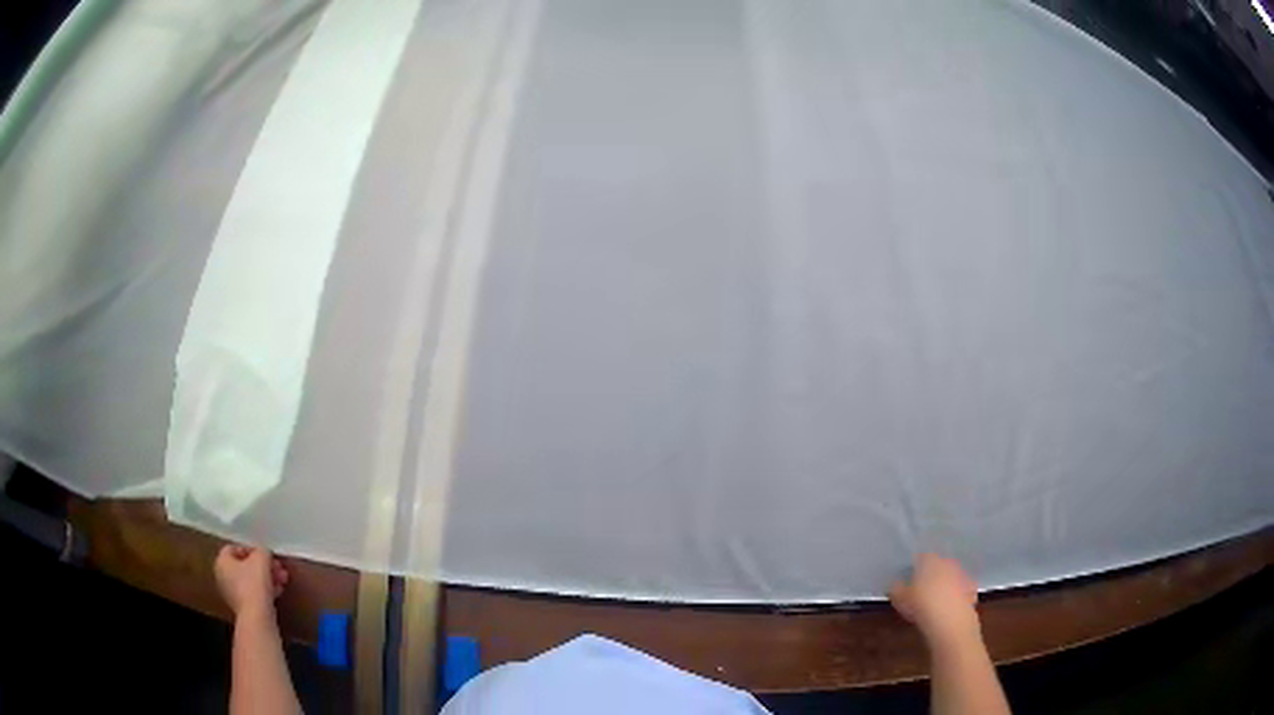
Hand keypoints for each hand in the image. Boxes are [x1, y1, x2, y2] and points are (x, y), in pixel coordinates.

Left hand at [215, 544, 288, 618]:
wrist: (257, 616)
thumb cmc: (254, 583)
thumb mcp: (261, 558)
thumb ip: (262, 551)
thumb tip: (264, 553)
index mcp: (221, 562)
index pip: (233, 549)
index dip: (250, 549)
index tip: (264, 554)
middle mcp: (222, 577)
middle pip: (244, 566)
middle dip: (263, 566)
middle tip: (278, 567)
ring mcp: (232, 595)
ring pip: (251, 581)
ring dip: (267, 578)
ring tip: (282, 579)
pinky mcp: (243, 608)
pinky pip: (253, 594)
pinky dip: (265, 591)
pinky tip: (278, 591)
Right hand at [889, 553, 980, 646]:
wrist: (951, 620)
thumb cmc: (922, 605)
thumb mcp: (900, 598)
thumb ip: (895, 588)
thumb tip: (894, 583)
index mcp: (930, 560)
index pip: (921, 557)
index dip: (914, 567)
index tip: (908, 578)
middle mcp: (947, 562)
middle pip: (938, 564)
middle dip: (931, 574)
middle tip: (922, 588)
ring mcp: (962, 574)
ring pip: (951, 575)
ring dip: (945, 583)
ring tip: (936, 598)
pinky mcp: (971, 588)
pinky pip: (961, 588)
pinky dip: (956, 594)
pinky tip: (949, 605)